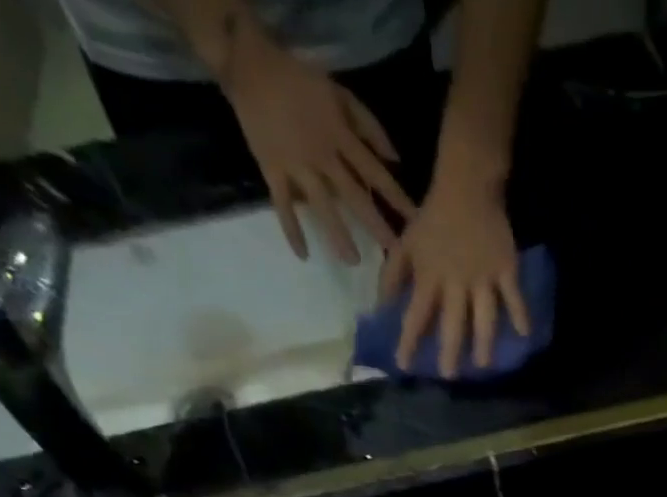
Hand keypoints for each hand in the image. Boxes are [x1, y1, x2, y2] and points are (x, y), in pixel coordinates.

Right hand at [222, 30, 414, 263]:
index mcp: (341, 137)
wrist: (250, 64)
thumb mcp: (340, 94)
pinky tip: (303, 255)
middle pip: (354, 196)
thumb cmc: (301, 81)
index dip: (397, 198)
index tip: (415, 223)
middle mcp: (322, 156)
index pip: (376, 174)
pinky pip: (283, 205)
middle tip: (393, 253)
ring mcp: (296, 165)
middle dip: (375, 225)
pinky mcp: (272, 170)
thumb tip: (395, 160)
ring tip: (353, 261)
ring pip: (321, 205)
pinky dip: (292, 230)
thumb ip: (369, 127)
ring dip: (338, 234)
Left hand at [380, 176, 528, 377]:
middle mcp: (456, 282)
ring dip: (484, 342)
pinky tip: (524, 334)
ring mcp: (483, 277)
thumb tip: (380, 308)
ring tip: (483, 364)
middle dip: (449, 350)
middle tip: (449, 376)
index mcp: (429, 277)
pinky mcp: (505, 268)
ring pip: (484, 315)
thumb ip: (393, 277)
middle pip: (452, 323)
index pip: (415, 315)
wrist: (467, 186)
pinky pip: (513, 295)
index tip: (403, 365)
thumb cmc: (434, 219)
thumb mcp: (406, 244)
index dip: (408, 341)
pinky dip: (520, 313)